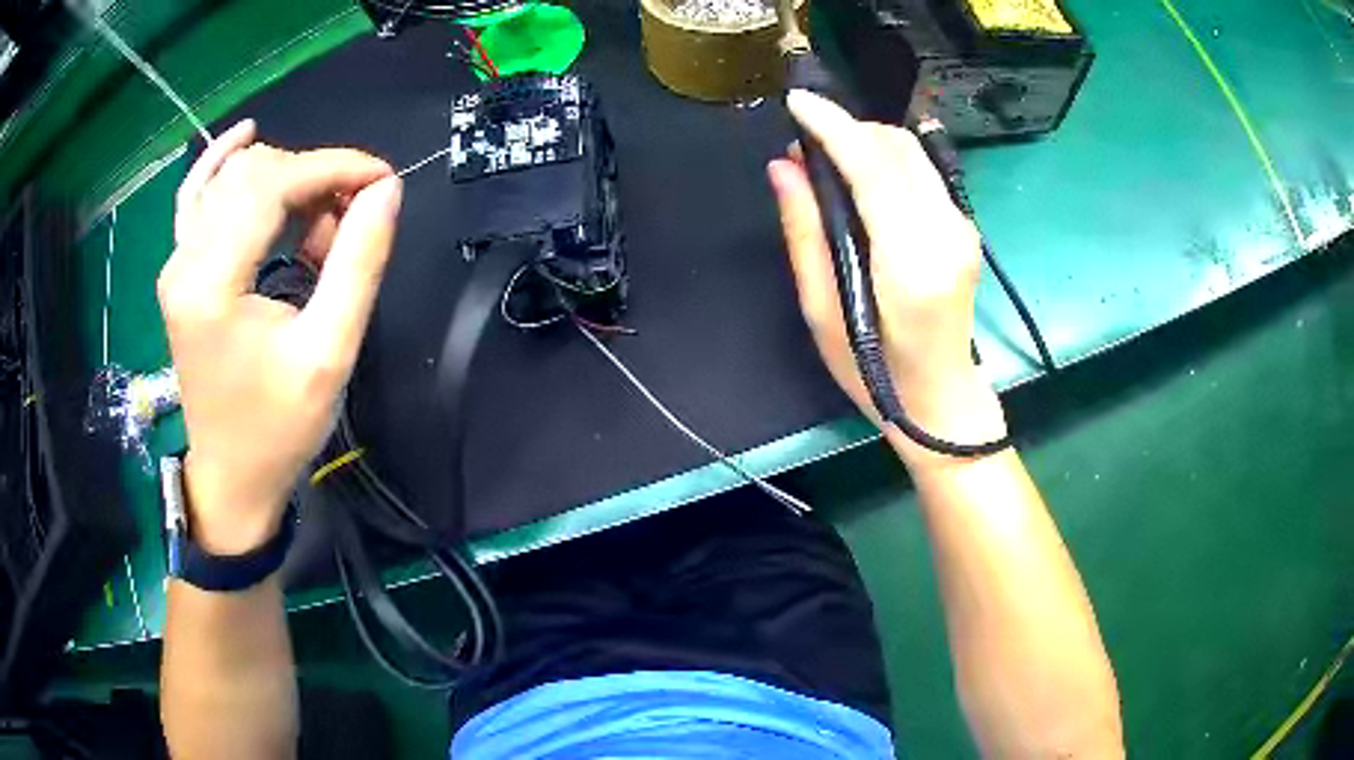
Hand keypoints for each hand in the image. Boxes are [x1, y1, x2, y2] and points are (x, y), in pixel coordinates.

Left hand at [159, 120, 401, 553]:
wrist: (231, 478)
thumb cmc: (278, 428)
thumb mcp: (329, 353)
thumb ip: (358, 264)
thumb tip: (386, 190)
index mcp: (212, 283)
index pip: (273, 182)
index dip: (333, 167)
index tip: (383, 180)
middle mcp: (184, 261)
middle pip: (253, 171)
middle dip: (313, 177)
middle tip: (351, 222)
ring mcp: (175, 262)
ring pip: (231, 177)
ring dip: (284, 181)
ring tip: (316, 223)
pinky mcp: (178, 270)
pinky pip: (196, 194)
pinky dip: (222, 161)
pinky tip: (245, 135)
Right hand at [769, 90, 1005, 458]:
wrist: (942, 400)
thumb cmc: (875, 373)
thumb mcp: (823, 313)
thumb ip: (805, 234)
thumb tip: (784, 168)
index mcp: (912, 261)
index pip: (875, 168)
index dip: (833, 126)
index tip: (796, 102)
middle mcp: (947, 232)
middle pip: (896, 148)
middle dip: (846, 129)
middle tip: (803, 145)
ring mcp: (962, 227)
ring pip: (911, 153)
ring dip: (865, 141)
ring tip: (826, 160)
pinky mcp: (964, 227)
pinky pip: (921, 172)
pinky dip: (884, 160)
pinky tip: (859, 178)